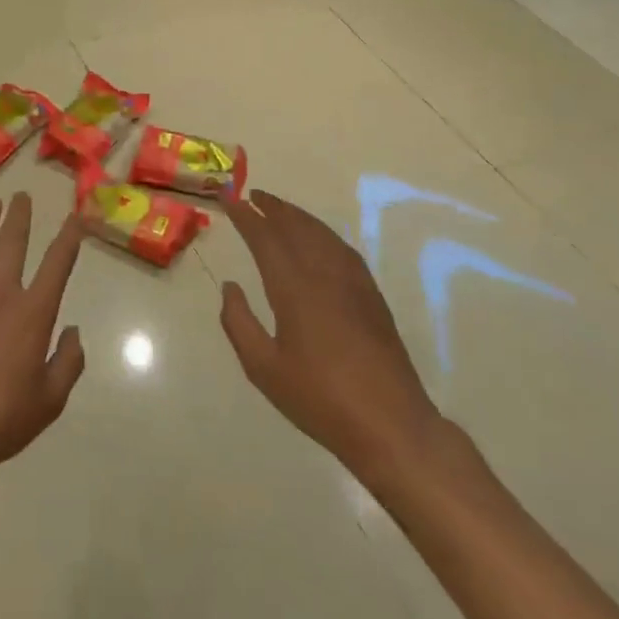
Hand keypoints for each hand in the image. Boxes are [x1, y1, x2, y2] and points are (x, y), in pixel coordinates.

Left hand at [0, 194, 86, 496]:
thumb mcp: (50, 401)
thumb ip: (68, 363)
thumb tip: (74, 331)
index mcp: (33, 315)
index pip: (57, 264)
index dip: (70, 237)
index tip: (76, 217)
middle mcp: (0, 294)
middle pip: (12, 243)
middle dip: (20, 216)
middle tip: (22, 196)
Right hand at [219, 190, 443, 492]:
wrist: (390, 423)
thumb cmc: (319, 399)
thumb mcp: (263, 368)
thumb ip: (239, 322)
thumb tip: (230, 286)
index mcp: (293, 288)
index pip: (265, 238)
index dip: (245, 216)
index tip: (228, 198)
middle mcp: (323, 274)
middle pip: (295, 227)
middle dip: (272, 208)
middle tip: (252, 195)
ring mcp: (352, 282)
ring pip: (321, 234)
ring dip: (298, 216)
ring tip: (279, 209)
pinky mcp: (371, 296)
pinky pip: (342, 249)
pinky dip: (323, 233)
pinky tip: (319, 239)